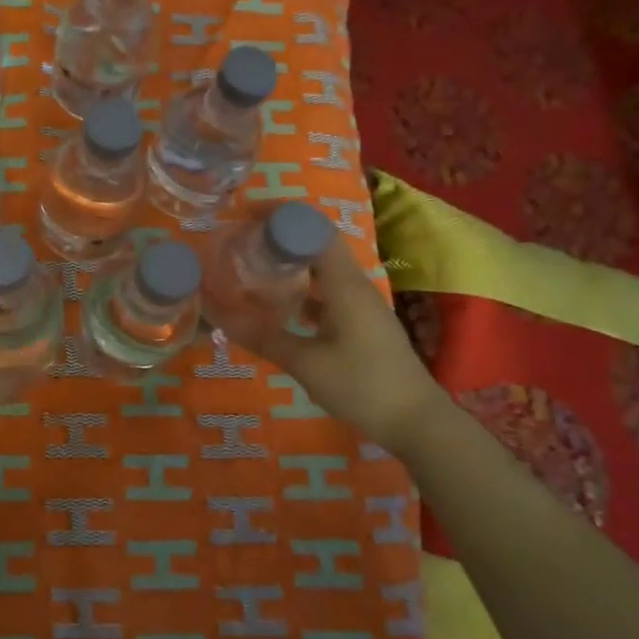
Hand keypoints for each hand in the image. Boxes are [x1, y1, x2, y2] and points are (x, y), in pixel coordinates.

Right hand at [224, 238, 447, 453]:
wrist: (416, 422)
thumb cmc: (363, 385)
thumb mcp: (306, 363)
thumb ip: (264, 338)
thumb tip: (221, 319)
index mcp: (345, 285)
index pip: (316, 232)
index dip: (284, 218)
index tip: (249, 216)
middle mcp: (355, 287)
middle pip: (318, 247)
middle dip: (282, 240)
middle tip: (244, 243)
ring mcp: (362, 306)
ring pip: (323, 273)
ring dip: (292, 267)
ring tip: (255, 270)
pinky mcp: (362, 325)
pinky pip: (328, 295)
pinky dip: (303, 293)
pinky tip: (281, 309)